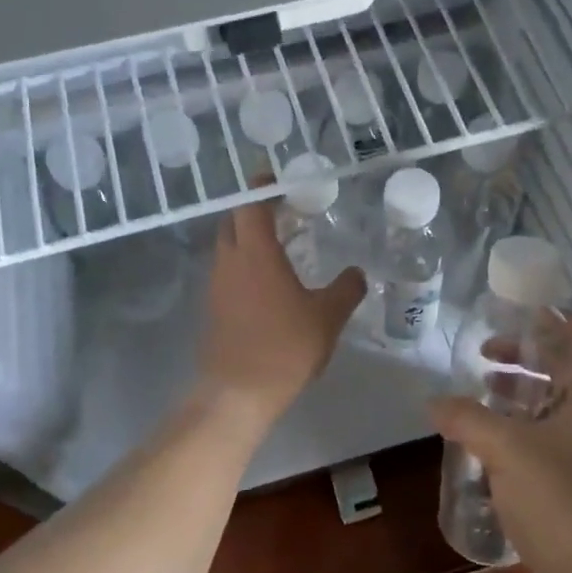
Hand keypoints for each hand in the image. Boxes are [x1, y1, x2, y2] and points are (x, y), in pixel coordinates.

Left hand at [197, 200, 365, 425]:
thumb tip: (357, 273)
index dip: (262, 187)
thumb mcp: (328, 317)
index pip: (250, 204)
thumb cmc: (285, 347)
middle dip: (254, 211)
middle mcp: (230, 261)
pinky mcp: (214, 308)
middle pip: (234, 221)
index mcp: (256, 252)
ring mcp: (217, 285)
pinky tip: (269, 282)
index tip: (278, 179)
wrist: (239, 393)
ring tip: (281, 245)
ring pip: (228, 247)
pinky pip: (227, 272)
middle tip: (284, 211)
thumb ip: (347, 289)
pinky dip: (244, 264)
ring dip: (249, 239)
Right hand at [429, 313, 571, 572]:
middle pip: (567, 367)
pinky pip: (551, 437)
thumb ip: (466, 418)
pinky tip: (490, 442)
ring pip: (557, 404)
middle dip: (527, 355)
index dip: (555, 316)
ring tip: (483, 393)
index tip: (516, 313)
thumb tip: (433, 401)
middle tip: (486, 354)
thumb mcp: (505, 450)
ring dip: (522, 392)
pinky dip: (523, 427)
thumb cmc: (559, 501)